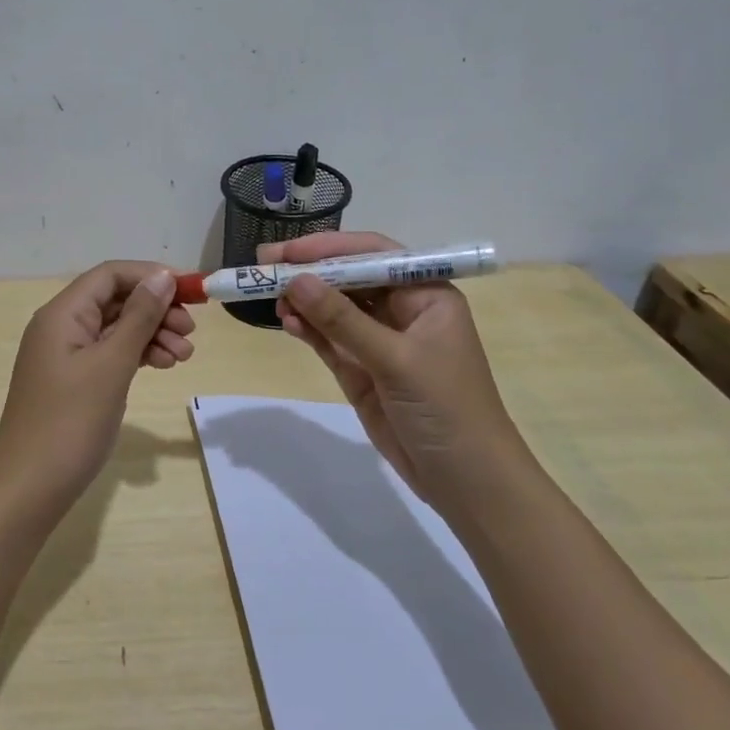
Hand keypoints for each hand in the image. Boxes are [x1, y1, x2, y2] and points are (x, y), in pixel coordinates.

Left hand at [0, 262, 194, 505]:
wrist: (29, 488)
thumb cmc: (70, 422)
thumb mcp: (111, 365)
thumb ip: (139, 318)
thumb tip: (161, 277)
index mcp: (62, 314)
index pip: (111, 275)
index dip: (151, 276)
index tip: (191, 293)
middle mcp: (61, 327)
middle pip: (115, 300)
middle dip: (156, 310)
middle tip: (191, 332)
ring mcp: (67, 356)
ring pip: (116, 329)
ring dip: (152, 334)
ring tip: (184, 357)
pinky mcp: (74, 381)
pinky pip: (111, 354)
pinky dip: (138, 355)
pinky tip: (162, 365)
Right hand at [264, 231, 527, 502]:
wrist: (466, 481)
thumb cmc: (446, 408)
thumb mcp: (396, 360)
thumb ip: (343, 321)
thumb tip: (296, 281)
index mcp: (427, 295)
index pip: (374, 256)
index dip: (329, 248)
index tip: (287, 250)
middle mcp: (403, 312)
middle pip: (350, 280)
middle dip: (310, 272)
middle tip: (263, 264)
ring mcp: (381, 343)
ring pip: (335, 310)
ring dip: (304, 301)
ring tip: (270, 297)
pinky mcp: (363, 372)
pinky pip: (330, 341)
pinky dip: (308, 330)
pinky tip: (287, 321)